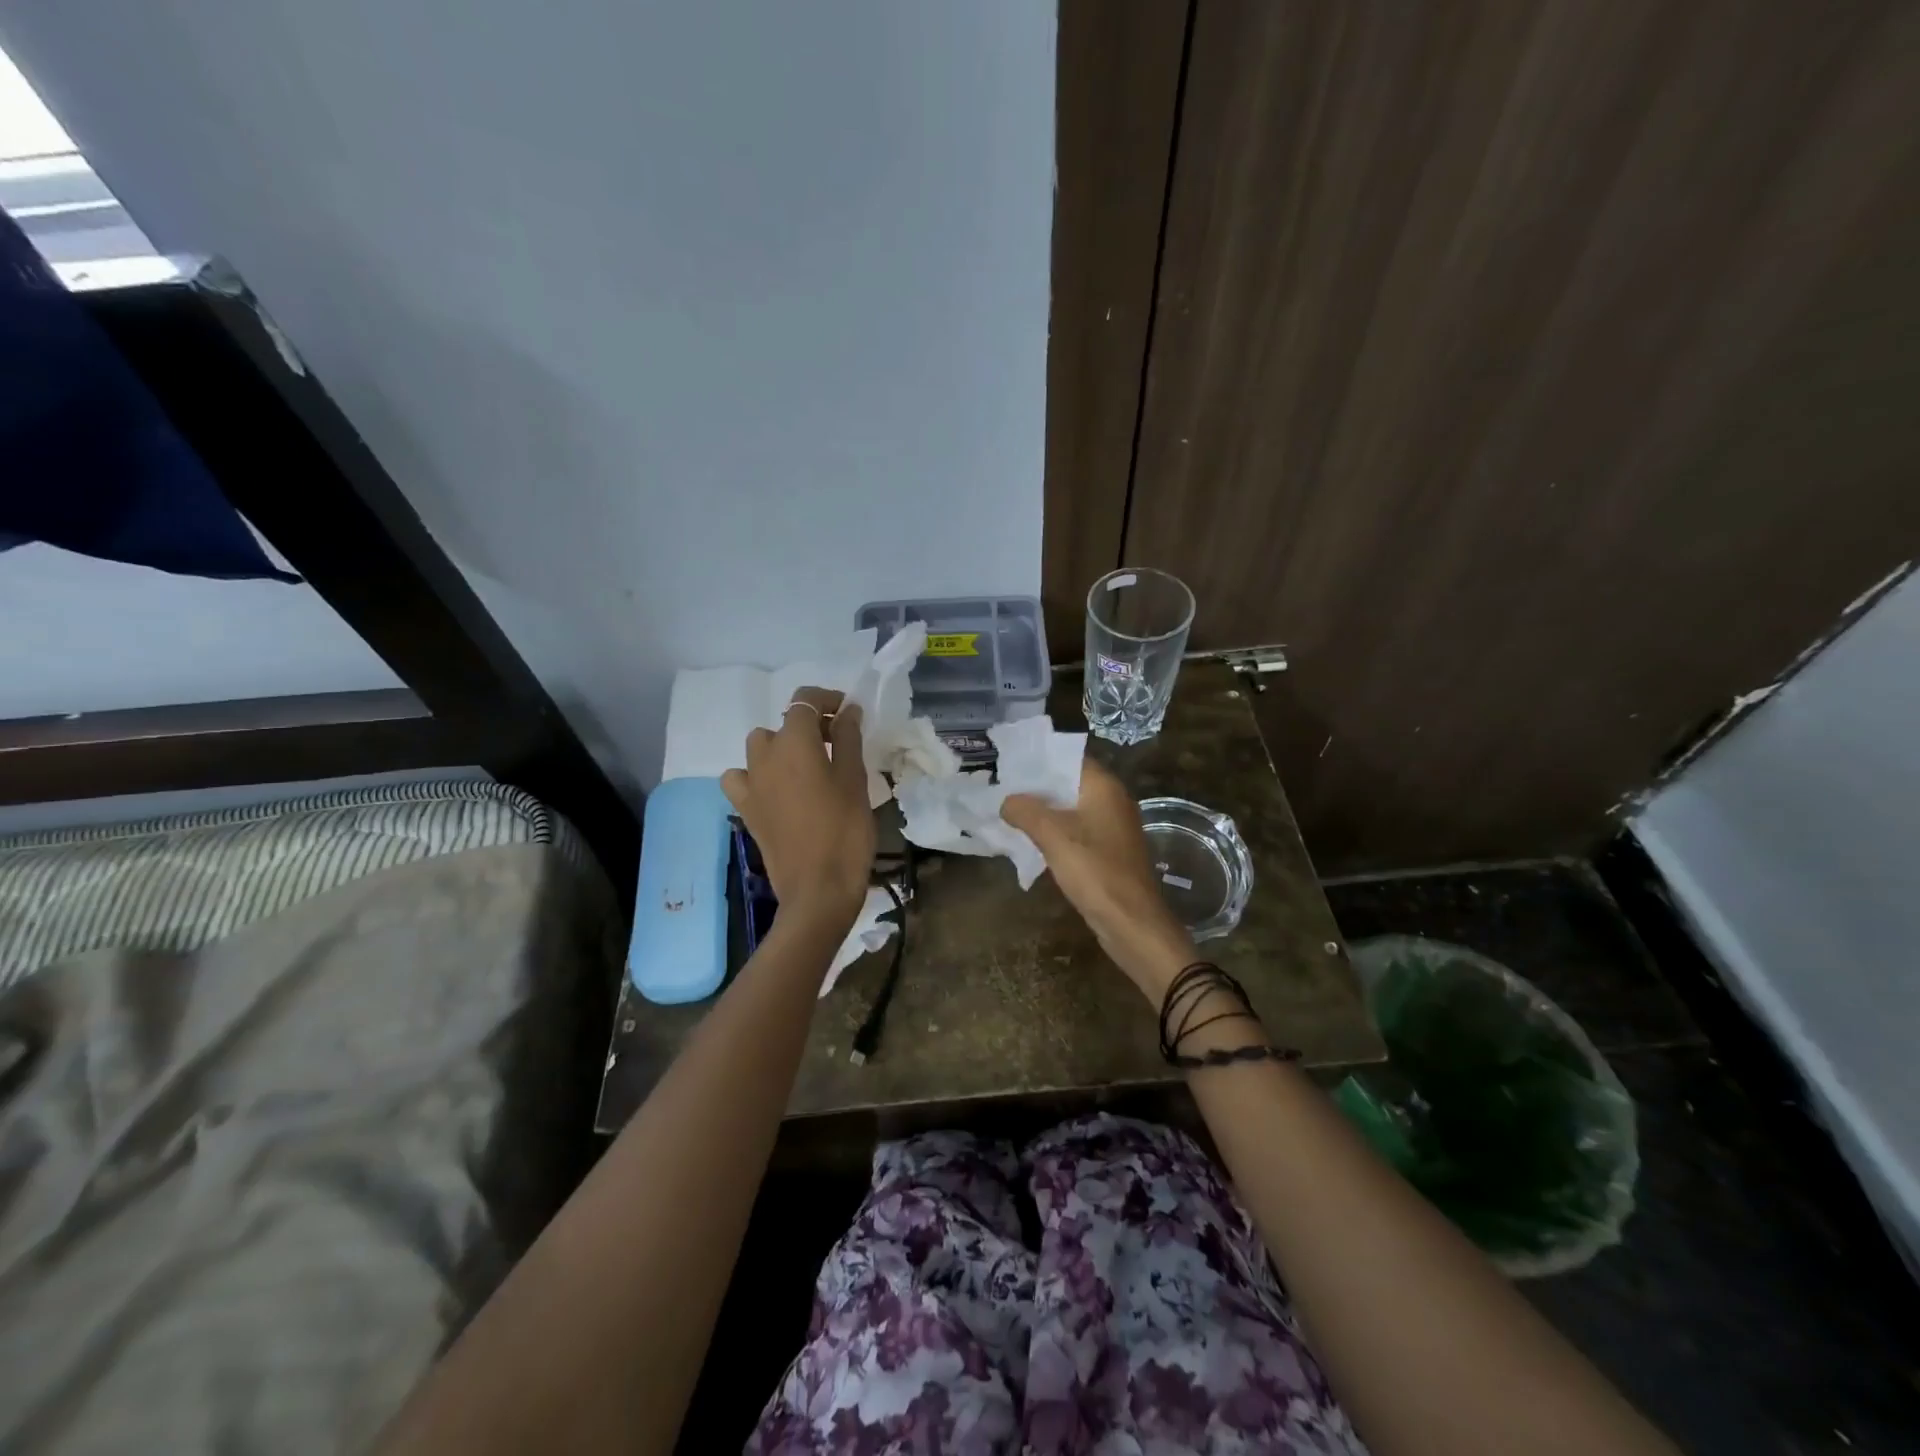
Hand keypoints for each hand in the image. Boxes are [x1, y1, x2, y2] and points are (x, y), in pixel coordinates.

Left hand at [721, 689, 874, 933]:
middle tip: (836, 744)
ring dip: (781, 747)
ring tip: (806, 766)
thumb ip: (848, 739)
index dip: (827, 700)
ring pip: (759, 747)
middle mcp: (765, 756)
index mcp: (794, 743)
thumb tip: (847, 711)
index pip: (804, 701)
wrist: (818, 889)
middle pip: (783, 724)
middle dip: (807, 726)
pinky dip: (757, 775)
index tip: (848, 712)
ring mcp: (750, 784)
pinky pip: (742, 778)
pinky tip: (776, 789)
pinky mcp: (745, 809)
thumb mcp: (854, 780)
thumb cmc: (845, 831)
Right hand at [1002, 759, 1197, 1004]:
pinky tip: (1028, 838)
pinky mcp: (1108, 850)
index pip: (1068, 757)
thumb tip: (1007, 801)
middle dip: (1035, 785)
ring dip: (1043, 810)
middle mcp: (1112, 800)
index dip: (1038, 757)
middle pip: (1068, 782)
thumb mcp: (1053, 836)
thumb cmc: (1095, 871)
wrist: (1132, 922)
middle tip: (999, 785)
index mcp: (1104, 787)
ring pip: (1070, 808)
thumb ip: (1026, 812)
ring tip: (1006, 809)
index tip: (1007, 760)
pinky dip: (1054, 830)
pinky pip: (1076, 830)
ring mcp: (1112, 826)